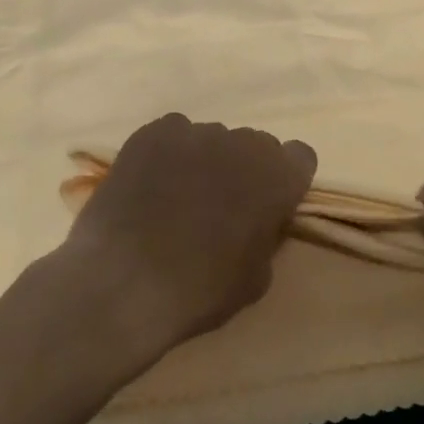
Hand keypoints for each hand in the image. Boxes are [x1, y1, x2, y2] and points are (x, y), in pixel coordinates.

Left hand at [47, 113, 316, 372]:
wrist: (123, 283)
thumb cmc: (200, 290)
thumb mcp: (256, 278)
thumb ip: (267, 236)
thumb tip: (259, 222)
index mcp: (277, 176)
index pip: (300, 157)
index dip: (285, 180)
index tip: (268, 205)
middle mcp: (242, 143)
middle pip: (255, 145)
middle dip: (245, 169)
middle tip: (221, 205)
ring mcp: (195, 132)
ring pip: (212, 139)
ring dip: (205, 162)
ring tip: (177, 198)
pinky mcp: (152, 133)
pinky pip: (173, 134)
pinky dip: (168, 154)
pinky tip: (151, 186)